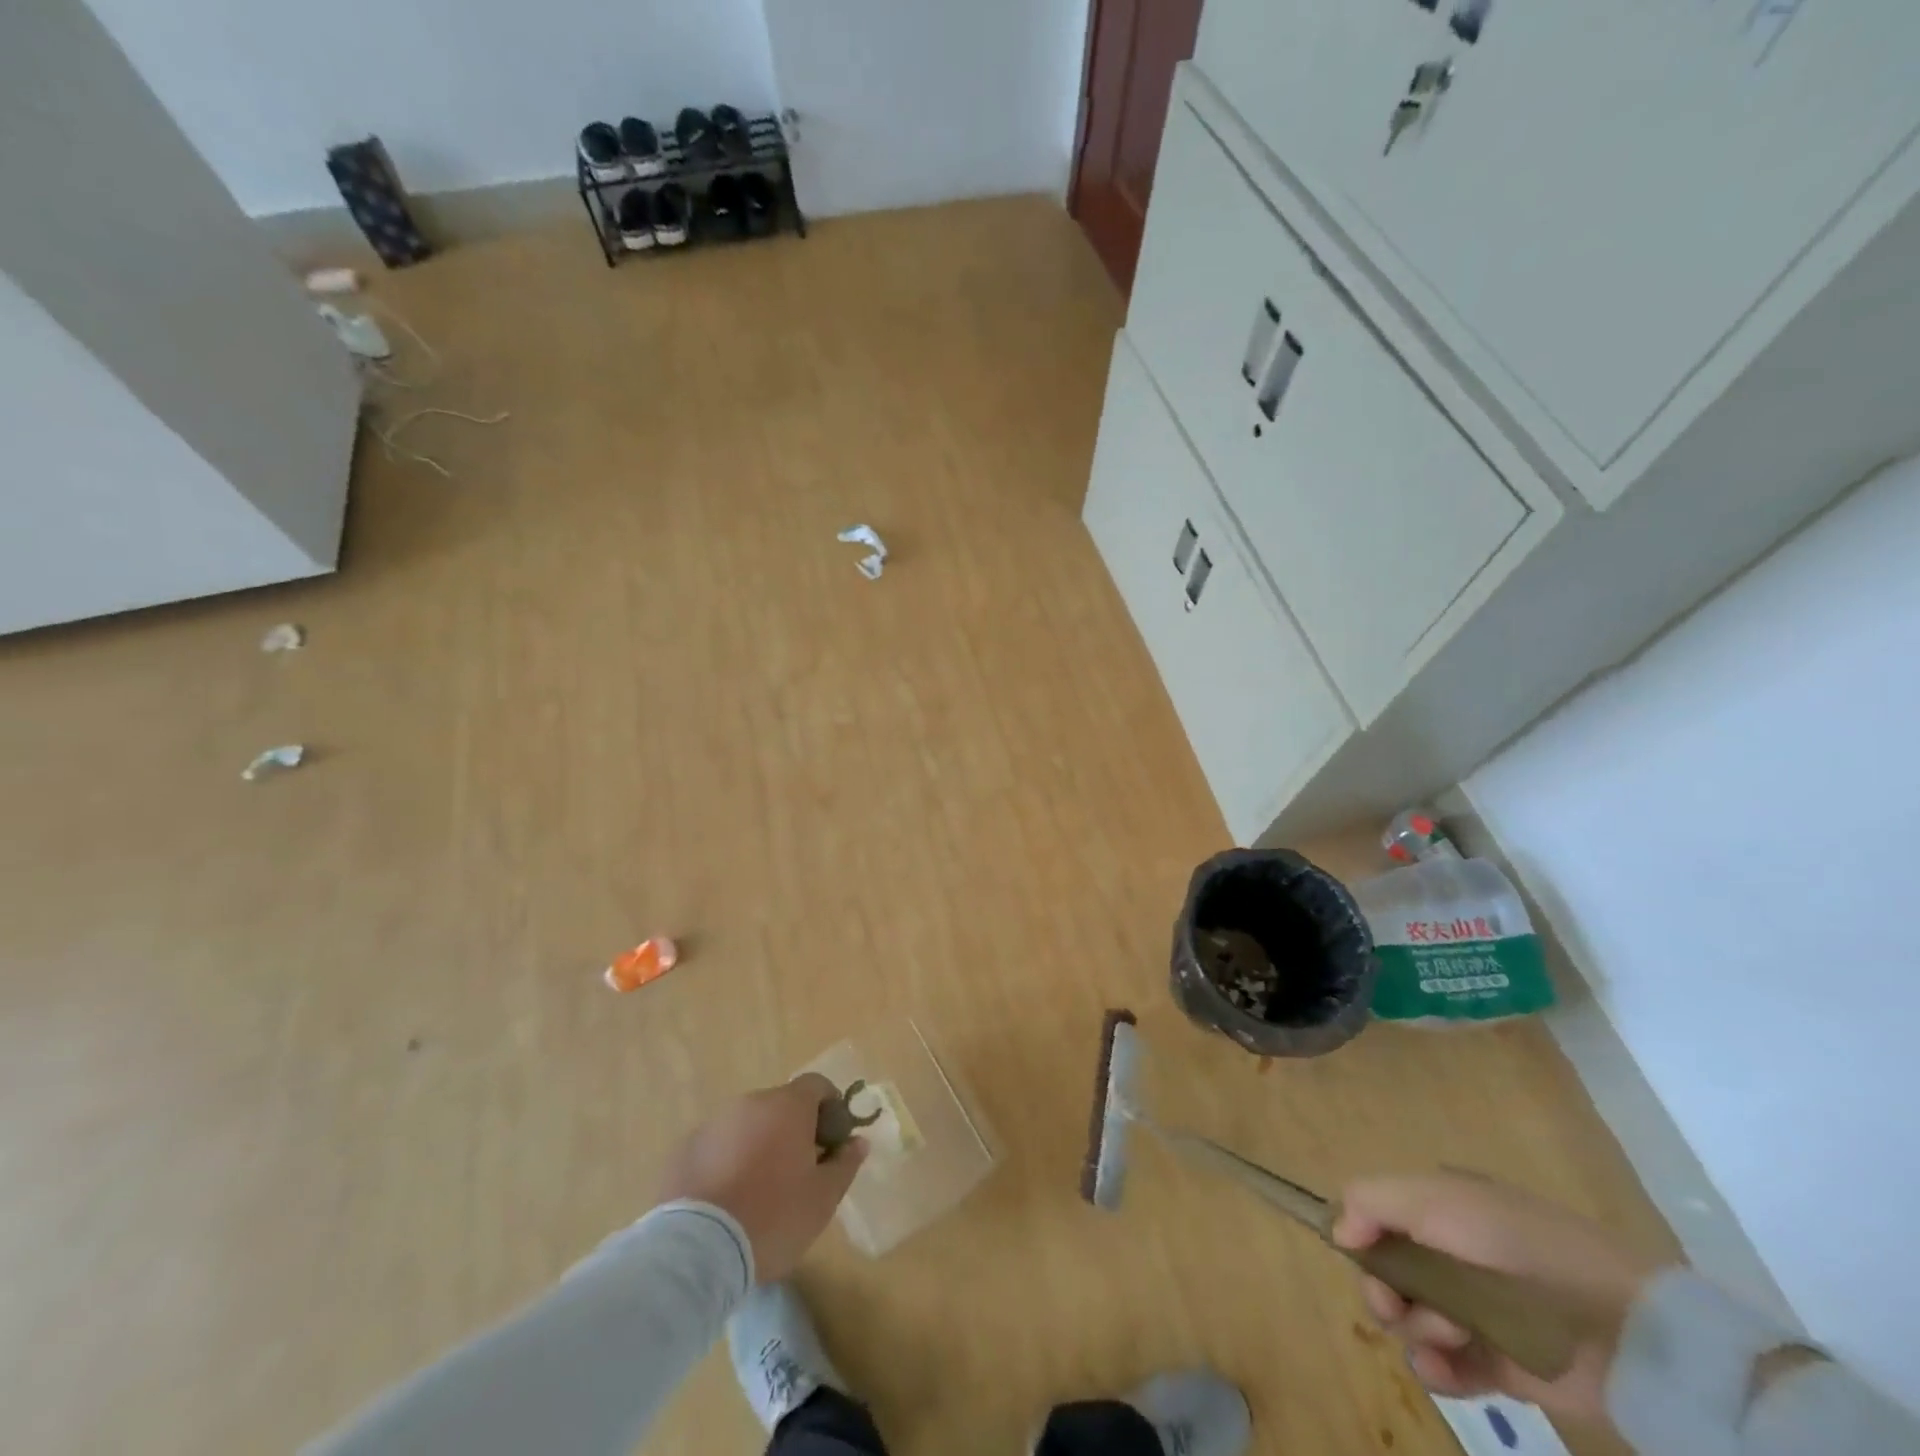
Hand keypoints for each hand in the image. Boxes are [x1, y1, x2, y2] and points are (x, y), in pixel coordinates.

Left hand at [656, 1074, 868, 1281]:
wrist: (697, 1250)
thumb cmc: (773, 1218)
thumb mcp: (823, 1199)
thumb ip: (845, 1164)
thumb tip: (858, 1142)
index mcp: (788, 1106)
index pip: (817, 1085)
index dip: (830, 1107)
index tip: (831, 1141)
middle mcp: (750, 1103)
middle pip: (780, 1106)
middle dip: (792, 1131)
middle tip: (797, 1173)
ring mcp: (713, 1124)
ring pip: (746, 1126)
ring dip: (758, 1146)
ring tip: (757, 1193)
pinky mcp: (684, 1150)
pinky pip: (716, 1147)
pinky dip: (726, 1163)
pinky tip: (725, 1202)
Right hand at [1332, 1171, 1659, 1421]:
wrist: (1621, 1325)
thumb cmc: (1518, 1245)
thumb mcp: (1435, 1199)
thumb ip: (1373, 1202)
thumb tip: (1337, 1231)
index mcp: (1437, 1210)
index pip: (1376, 1220)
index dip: (1359, 1239)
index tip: (1358, 1256)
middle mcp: (1449, 1256)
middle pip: (1386, 1274)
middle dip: (1383, 1292)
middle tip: (1397, 1306)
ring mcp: (1474, 1311)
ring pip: (1413, 1322)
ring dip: (1417, 1329)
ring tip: (1449, 1336)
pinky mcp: (1499, 1364)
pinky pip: (1447, 1368)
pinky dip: (1437, 1370)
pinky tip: (1443, 1370)